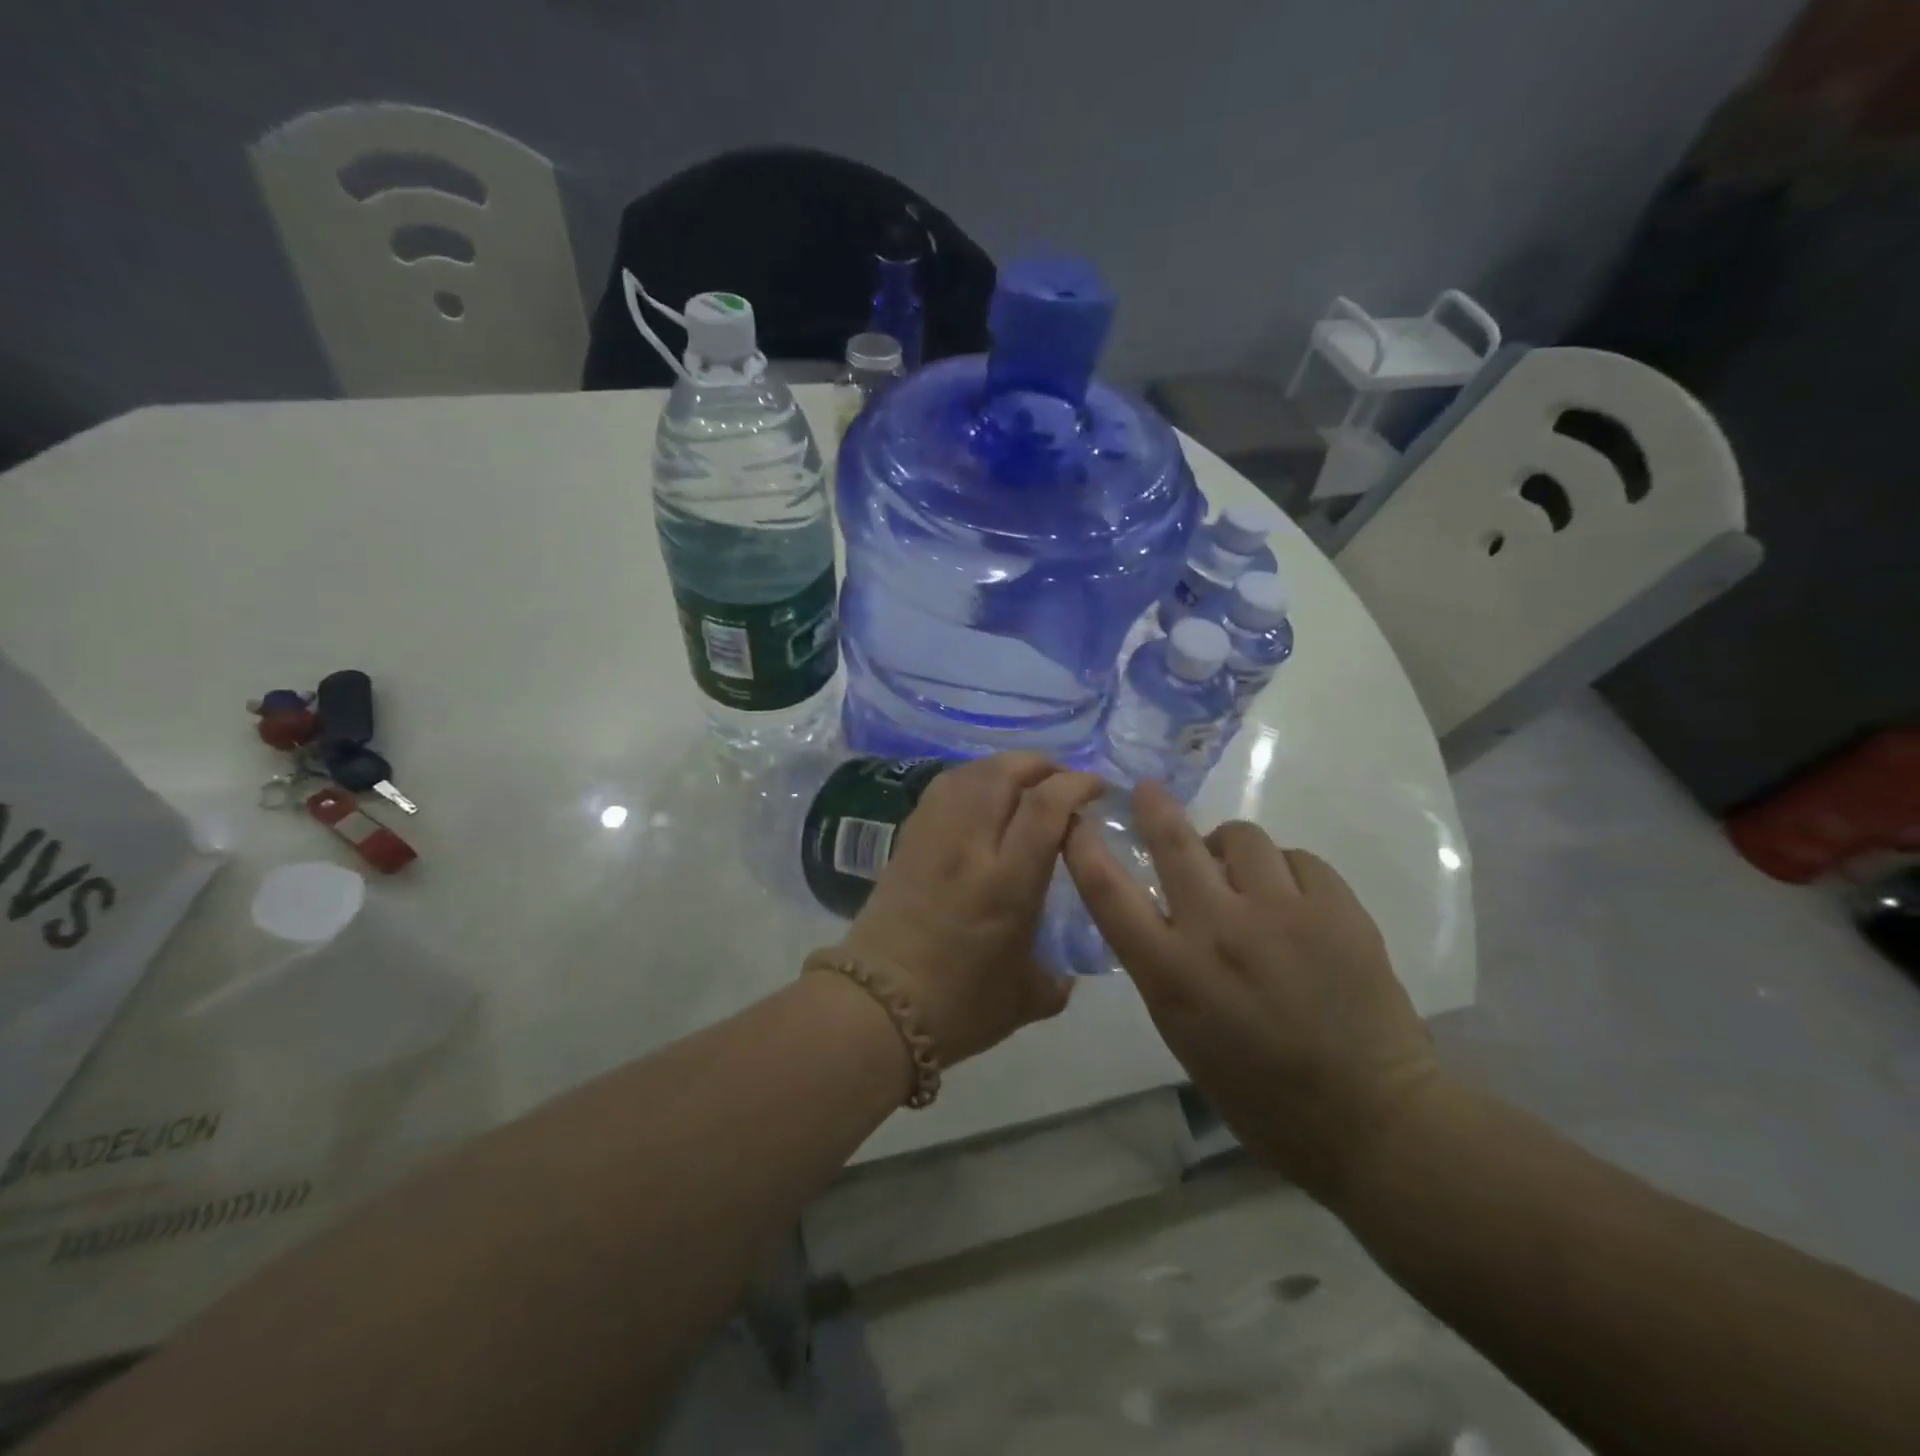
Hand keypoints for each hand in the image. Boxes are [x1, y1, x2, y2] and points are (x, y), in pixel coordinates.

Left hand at [839, 753, 1104, 1066]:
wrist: (875, 1009)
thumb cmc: (957, 1008)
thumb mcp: (1024, 1000)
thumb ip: (1055, 980)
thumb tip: (1067, 975)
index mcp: (1008, 881)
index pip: (1046, 807)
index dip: (1075, 784)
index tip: (1096, 787)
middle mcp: (970, 846)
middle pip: (1004, 774)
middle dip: (1041, 764)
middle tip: (1061, 778)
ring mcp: (932, 838)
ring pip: (969, 774)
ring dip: (1003, 766)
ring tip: (1023, 781)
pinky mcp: (906, 841)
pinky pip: (941, 790)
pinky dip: (969, 779)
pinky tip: (979, 795)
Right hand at [1062, 781, 1440, 1199]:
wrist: (1371, 1120)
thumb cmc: (1260, 1093)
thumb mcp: (1182, 1031)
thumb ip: (1163, 963)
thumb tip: (1164, 907)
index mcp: (1170, 973)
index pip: (1107, 890)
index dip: (1083, 845)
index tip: (1076, 819)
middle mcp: (1217, 931)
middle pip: (1173, 840)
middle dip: (1154, 806)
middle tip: (1150, 792)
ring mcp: (1281, 914)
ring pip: (1242, 837)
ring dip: (1230, 848)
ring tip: (1243, 873)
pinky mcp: (1336, 909)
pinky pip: (1298, 859)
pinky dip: (1286, 872)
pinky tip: (1294, 901)